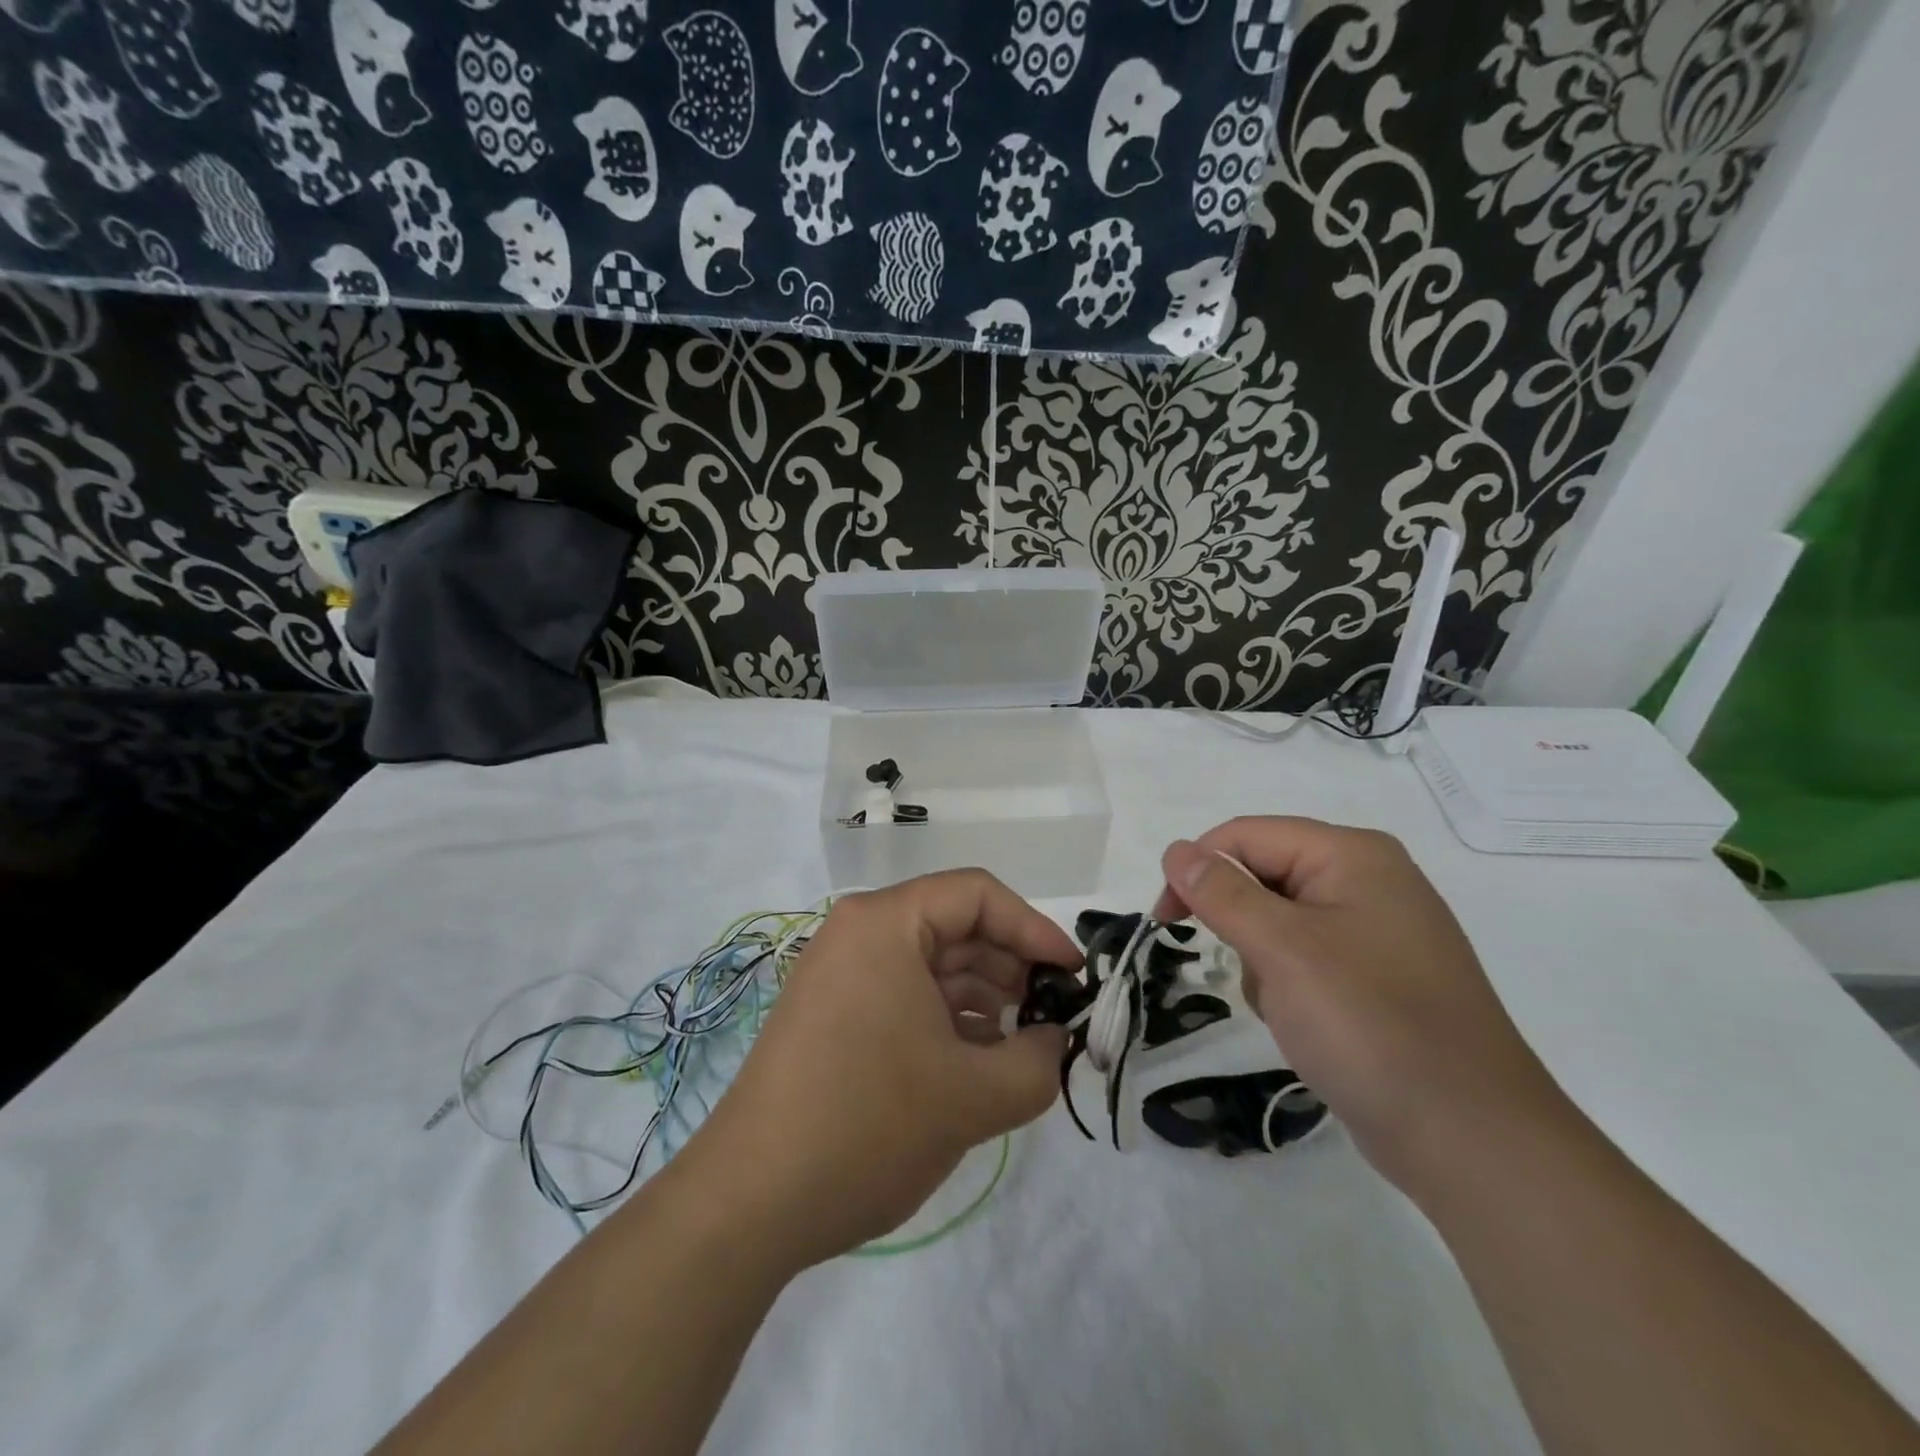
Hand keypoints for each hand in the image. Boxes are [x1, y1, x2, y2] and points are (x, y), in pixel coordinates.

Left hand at [678, 870, 1072, 1269]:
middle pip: (955, 927)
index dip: (1034, 928)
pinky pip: (905, 997)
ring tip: (1020, 1048)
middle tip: (1053, 1018)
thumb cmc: (868, 1125)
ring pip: (932, 966)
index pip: (977, 895)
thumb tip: (1054, 1041)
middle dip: (1011, 969)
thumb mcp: (973, 1096)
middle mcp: (858, 933)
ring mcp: (840, 974)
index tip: (1073, 976)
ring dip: (984, 1000)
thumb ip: (1039, 1061)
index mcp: (885, 923)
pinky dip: (948, 1021)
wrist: (750, 1203)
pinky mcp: (833, 1015)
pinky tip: (977, 1064)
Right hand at [1154, 818, 1568, 1200]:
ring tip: (1290, 1008)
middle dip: (1241, 926)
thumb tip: (1177, 850)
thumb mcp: (1282, 949)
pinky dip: (1289, 986)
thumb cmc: (1369, 1025)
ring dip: (1263, 962)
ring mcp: (1378, 932)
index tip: (1166, 921)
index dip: (1198, 869)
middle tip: (1249, 971)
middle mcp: (1369, 881)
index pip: (1247, 835)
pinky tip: (1308, 1026)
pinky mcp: (1378, 978)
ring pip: (1279, 922)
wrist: (1471, 1140)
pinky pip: (1306, 959)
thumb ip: (1221, 892)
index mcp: (1353, 856)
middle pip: (1265, 876)